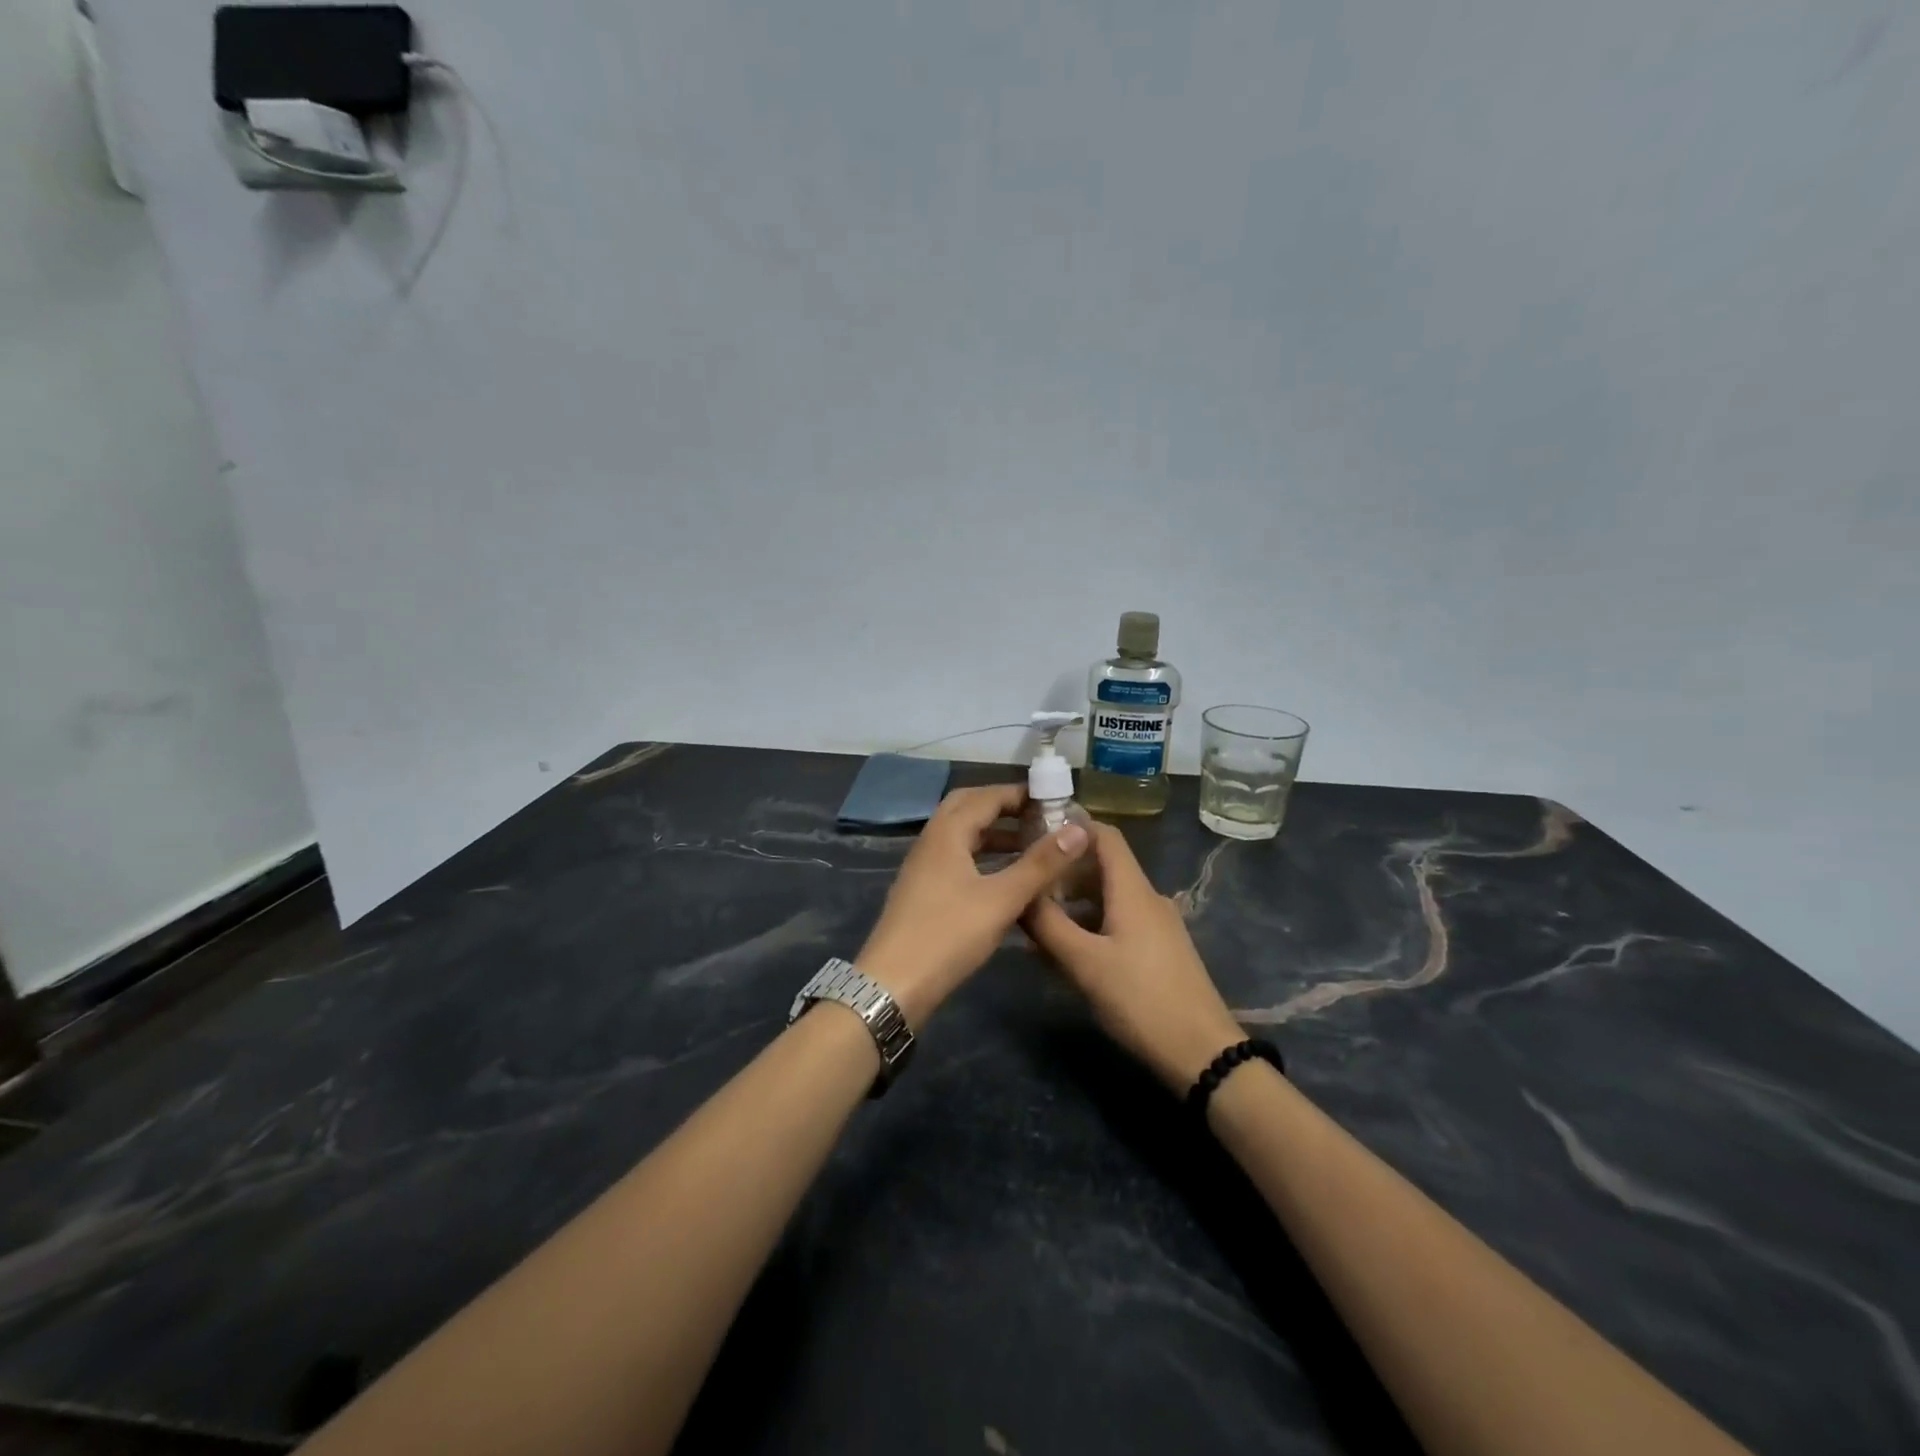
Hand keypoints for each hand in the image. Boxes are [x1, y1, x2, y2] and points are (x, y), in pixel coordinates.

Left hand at [858, 784, 1090, 1027]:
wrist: (893, 985)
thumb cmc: (948, 935)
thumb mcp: (1002, 899)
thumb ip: (1041, 864)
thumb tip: (1078, 829)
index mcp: (946, 833)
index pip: (986, 796)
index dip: (1019, 794)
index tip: (1054, 798)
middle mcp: (931, 842)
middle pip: (967, 808)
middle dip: (1003, 806)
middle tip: (1038, 815)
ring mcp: (923, 867)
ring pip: (961, 835)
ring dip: (993, 833)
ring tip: (1030, 844)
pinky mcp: (923, 891)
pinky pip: (956, 858)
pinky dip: (982, 856)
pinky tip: (1004, 877)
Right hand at [1025, 825, 1245, 1093]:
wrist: (1202, 1053)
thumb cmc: (1140, 1000)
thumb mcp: (1084, 963)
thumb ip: (1048, 925)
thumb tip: (1019, 894)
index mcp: (1133, 890)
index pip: (1105, 835)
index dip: (1072, 826)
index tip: (1034, 833)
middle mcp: (1148, 898)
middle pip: (1104, 866)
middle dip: (1064, 870)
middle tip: (1026, 882)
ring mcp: (1158, 924)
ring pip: (1110, 896)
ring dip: (1075, 900)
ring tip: (1039, 918)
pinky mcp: (1160, 949)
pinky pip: (1120, 920)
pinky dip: (1091, 922)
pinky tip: (1069, 948)